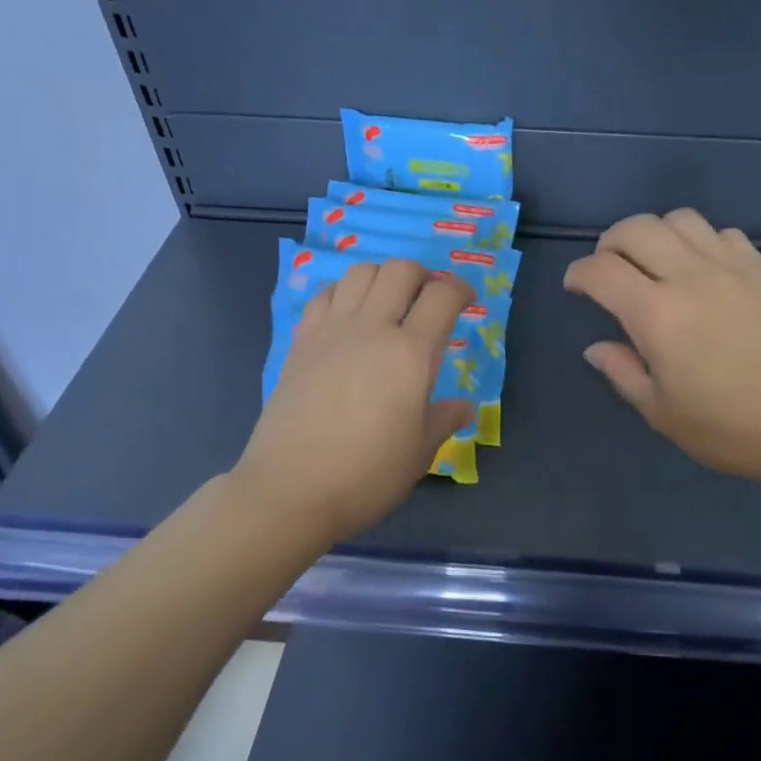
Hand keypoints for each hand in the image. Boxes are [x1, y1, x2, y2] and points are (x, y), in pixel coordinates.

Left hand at [234, 259, 475, 541]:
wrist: (291, 489)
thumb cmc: (367, 475)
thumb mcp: (420, 452)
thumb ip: (444, 419)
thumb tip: (464, 406)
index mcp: (411, 354)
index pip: (443, 297)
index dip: (462, 290)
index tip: (468, 302)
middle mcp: (372, 329)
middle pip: (400, 271)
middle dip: (424, 276)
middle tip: (431, 300)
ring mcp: (331, 332)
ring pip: (360, 272)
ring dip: (383, 277)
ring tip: (391, 303)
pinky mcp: (301, 343)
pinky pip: (325, 295)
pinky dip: (344, 292)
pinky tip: (350, 317)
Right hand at [564, 209, 760, 492]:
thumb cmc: (728, 427)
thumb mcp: (661, 412)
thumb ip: (623, 372)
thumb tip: (596, 347)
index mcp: (656, 315)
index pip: (601, 271)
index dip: (579, 274)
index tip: (575, 288)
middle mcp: (689, 276)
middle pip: (636, 229)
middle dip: (609, 243)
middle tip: (608, 270)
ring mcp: (730, 267)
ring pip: (680, 219)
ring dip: (655, 233)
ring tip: (654, 263)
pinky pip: (721, 233)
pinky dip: (699, 241)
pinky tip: (701, 270)